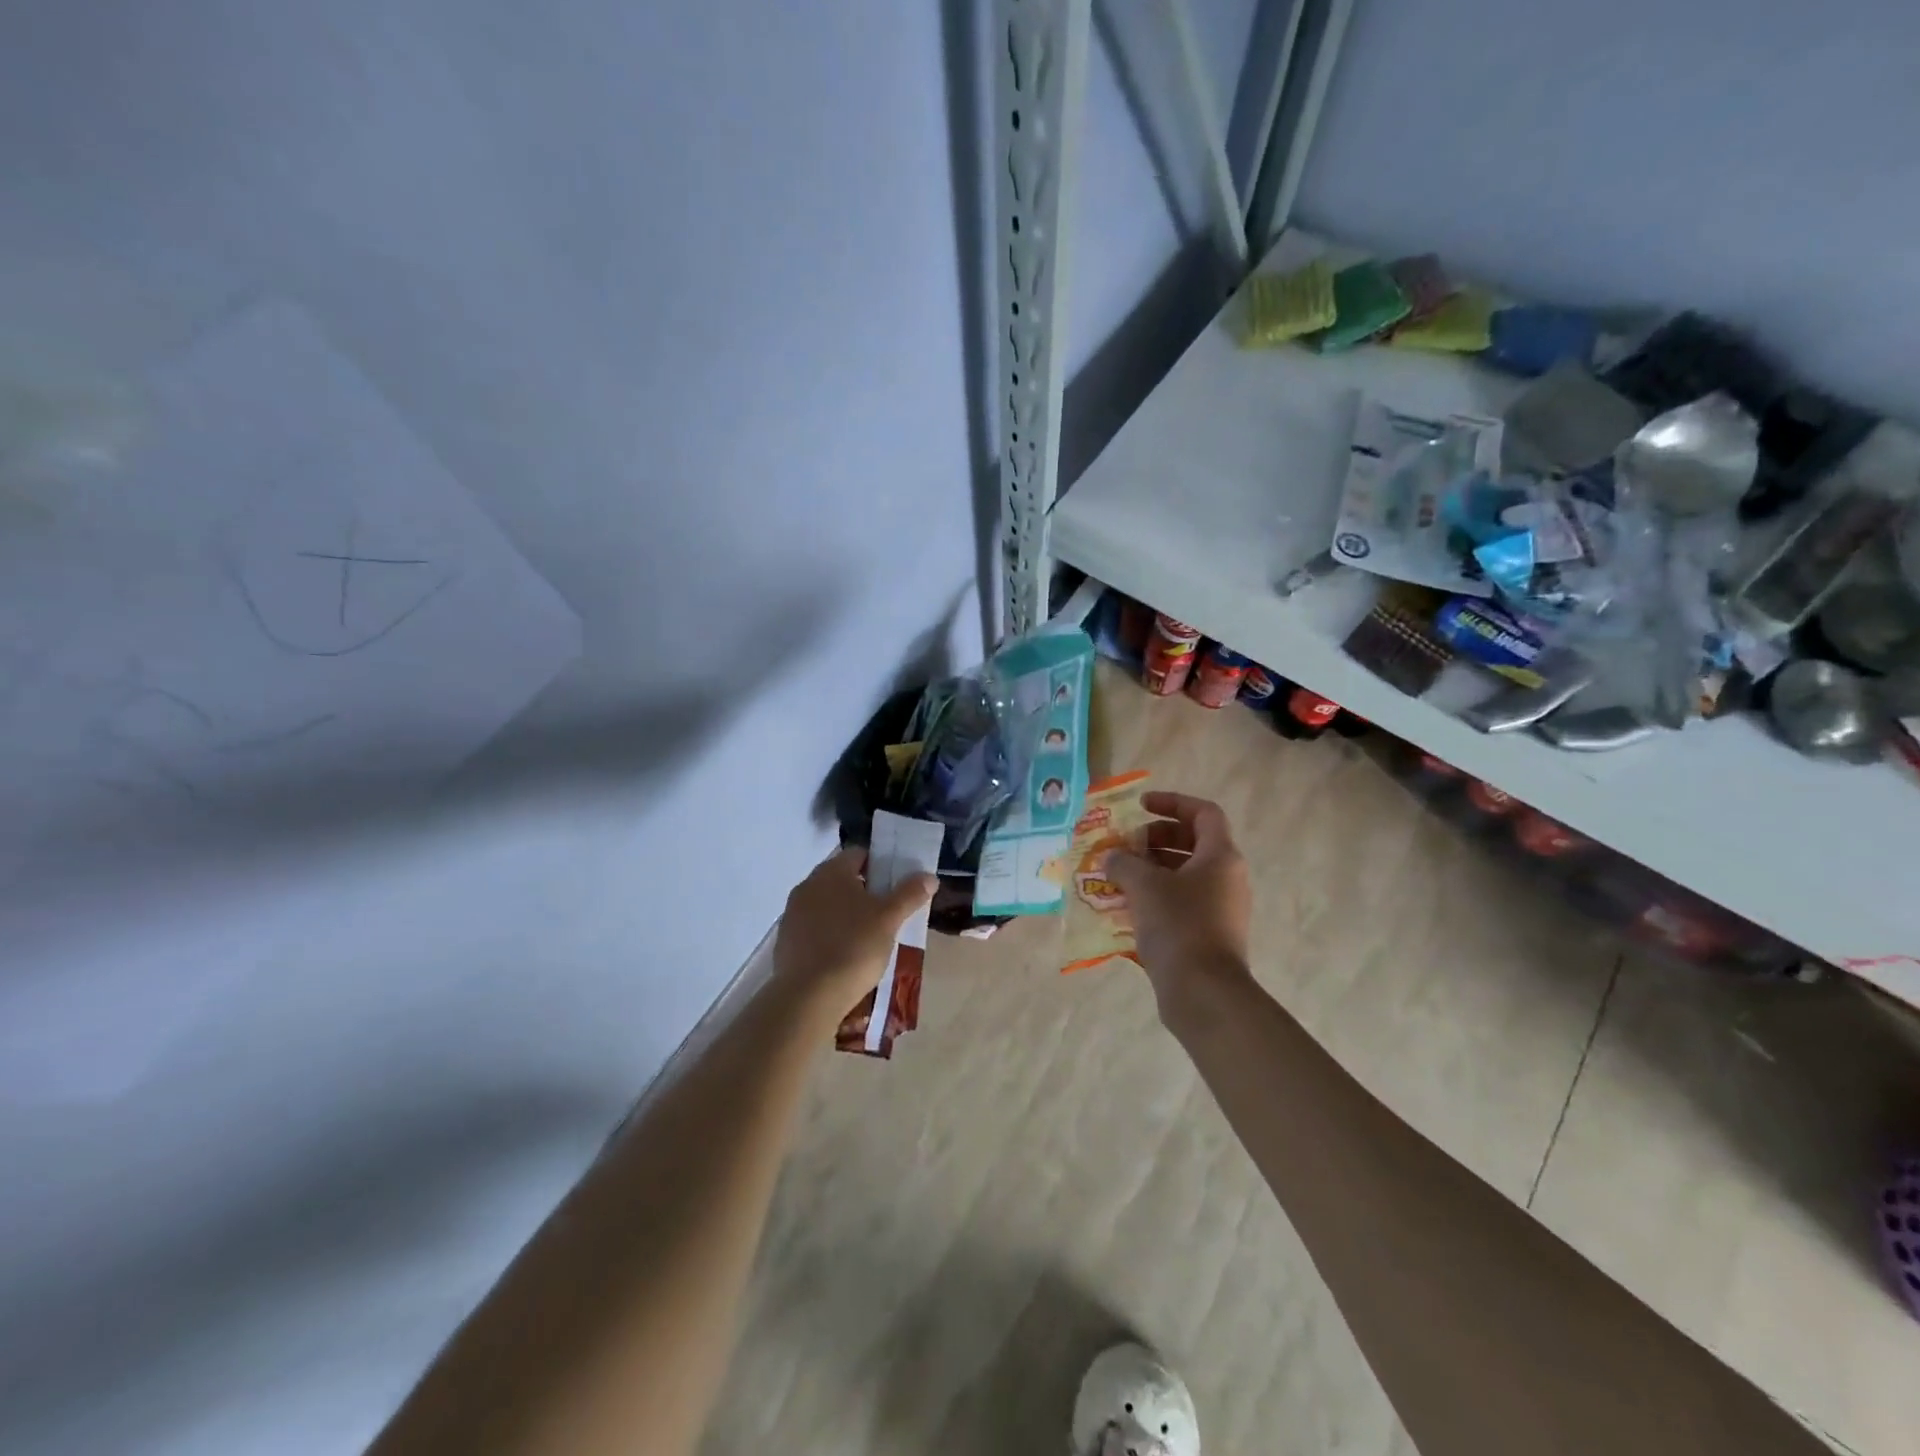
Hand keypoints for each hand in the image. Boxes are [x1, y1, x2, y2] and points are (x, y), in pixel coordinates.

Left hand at [775, 848, 936, 1004]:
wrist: (808, 997)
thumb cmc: (853, 947)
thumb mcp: (889, 919)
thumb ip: (909, 894)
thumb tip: (929, 876)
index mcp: (831, 872)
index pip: (859, 854)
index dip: (881, 864)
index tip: (897, 884)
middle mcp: (808, 885)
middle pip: (842, 878)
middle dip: (865, 890)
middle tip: (888, 910)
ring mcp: (793, 914)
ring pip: (828, 903)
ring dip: (847, 912)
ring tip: (870, 935)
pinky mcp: (786, 941)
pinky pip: (815, 927)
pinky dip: (831, 932)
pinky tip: (846, 954)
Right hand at [1104, 792, 1252, 1022]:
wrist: (1204, 993)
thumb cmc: (1178, 926)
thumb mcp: (1144, 885)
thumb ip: (1124, 862)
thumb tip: (1111, 857)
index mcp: (1220, 856)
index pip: (1203, 812)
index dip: (1172, 802)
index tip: (1140, 806)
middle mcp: (1226, 878)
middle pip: (1191, 843)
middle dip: (1154, 839)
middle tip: (1124, 846)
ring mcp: (1219, 908)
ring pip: (1183, 875)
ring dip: (1149, 870)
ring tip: (1116, 876)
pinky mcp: (1207, 935)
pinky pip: (1179, 903)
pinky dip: (1154, 898)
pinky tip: (1124, 907)